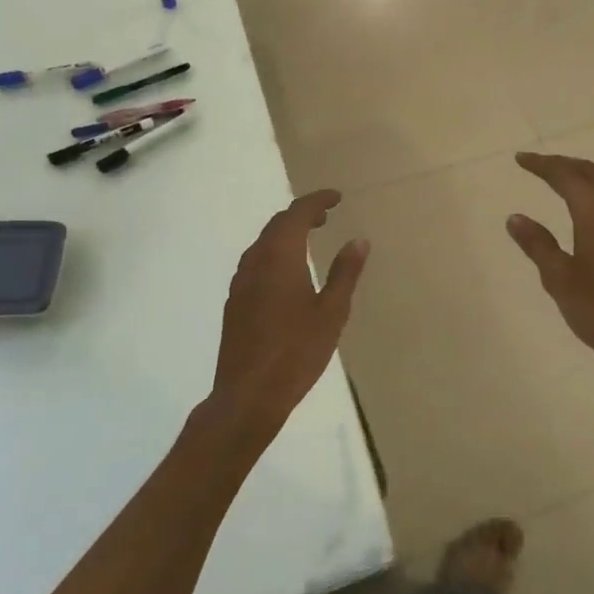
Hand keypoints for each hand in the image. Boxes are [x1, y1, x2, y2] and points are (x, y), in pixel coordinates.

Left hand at [212, 190, 369, 436]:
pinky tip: (287, 273)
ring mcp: (240, 282)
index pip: (297, 213)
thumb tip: (358, 240)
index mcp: (280, 258)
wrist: (248, 395)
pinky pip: (255, 262)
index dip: (317, 200)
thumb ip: (345, 273)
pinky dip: (274, 253)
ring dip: (286, 233)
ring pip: (263, 243)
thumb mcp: (332, 313)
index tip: (337, 198)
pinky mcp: (234, 302)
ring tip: (309, 239)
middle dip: (302, 214)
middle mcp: (255, 262)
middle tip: (326, 216)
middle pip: (277, 224)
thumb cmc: (296, 353)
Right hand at [506, 153, 593, 397]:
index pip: (564, 175)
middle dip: (562, 164)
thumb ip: (537, 244)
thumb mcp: (560, 279)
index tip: (520, 159)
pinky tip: (591, 210)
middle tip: (538, 165)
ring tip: (561, 181)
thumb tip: (515, 217)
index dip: (541, 164)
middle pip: (590, 172)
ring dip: (583, 176)